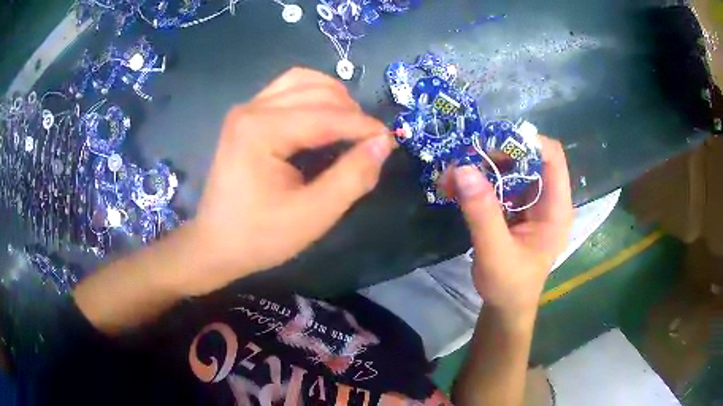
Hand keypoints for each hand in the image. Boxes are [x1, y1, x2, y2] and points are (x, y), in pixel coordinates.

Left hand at [183, 68, 393, 295]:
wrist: (215, 245)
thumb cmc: (260, 236)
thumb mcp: (313, 215)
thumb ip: (352, 177)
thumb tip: (383, 144)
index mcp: (261, 130)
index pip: (327, 115)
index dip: (364, 126)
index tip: (391, 142)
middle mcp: (251, 108)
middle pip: (316, 90)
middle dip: (351, 111)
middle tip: (370, 140)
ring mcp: (246, 109)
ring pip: (302, 81)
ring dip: (334, 98)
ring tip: (351, 125)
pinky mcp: (246, 116)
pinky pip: (287, 89)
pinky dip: (313, 96)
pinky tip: (324, 117)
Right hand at [452, 136, 572, 318]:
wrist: (506, 306)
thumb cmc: (509, 285)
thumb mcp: (496, 252)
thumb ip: (482, 213)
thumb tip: (463, 168)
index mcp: (556, 209)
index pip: (552, 157)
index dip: (526, 142)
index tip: (490, 142)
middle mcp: (547, 199)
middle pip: (527, 158)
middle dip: (495, 155)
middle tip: (463, 162)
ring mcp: (531, 203)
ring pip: (510, 169)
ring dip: (482, 168)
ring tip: (452, 177)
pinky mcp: (516, 209)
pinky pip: (499, 184)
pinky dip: (478, 183)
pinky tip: (455, 189)